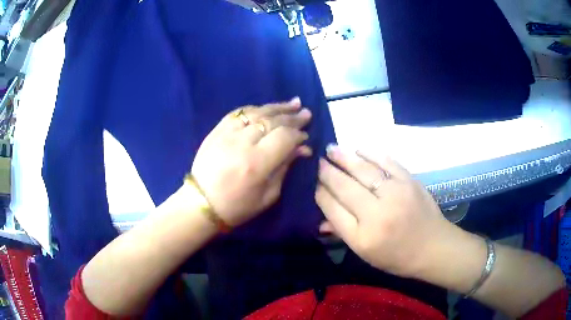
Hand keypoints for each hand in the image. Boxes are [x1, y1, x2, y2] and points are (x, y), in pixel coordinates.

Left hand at [191, 98, 311, 226]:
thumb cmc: (237, 206)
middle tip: (306, 113)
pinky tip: (266, 108)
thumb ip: (285, 168)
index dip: (298, 134)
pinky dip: (255, 109)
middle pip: (273, 121)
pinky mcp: (217, 130)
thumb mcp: (268, 196)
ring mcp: (228, 133)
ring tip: (293, 103)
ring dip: (277, 107)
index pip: (285, 137)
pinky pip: (239, 113)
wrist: (201, 202)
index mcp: (257, 163)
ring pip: (257, 112)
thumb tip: (302, 149)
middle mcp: (243, 143)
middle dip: (292, 117)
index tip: (306, 136)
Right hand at [316, 145, 450, 277]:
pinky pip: (386, 162)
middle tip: (318, 162)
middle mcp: (377, 214)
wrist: (433, 247)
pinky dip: (370, 153)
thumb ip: (342, 233)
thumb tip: (321, 217)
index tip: (314, 184)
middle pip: (345, 187)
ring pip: (363, 170)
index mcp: (363, 237)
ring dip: (344, 158)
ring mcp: (395, 194)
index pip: (333, 209)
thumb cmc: (397, 256)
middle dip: (328, 172)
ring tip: (331, 149)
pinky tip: (359, 149)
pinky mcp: (409, 181)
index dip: (321, 193)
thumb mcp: (366, 254)